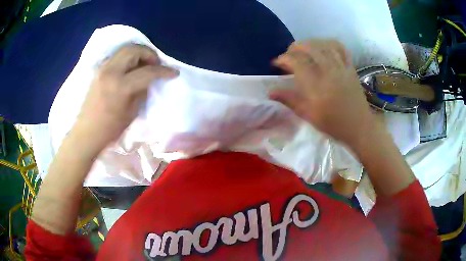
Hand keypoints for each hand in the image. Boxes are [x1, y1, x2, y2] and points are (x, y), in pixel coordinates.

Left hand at [73, 44, 178, 154]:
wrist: (86, 132)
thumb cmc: (109, 128)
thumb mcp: (131, 113)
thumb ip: (141, 91)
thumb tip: (148, 80)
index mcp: (121, 86)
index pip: (147, 71)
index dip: (163, 71)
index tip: (174, 72)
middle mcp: (110, 71)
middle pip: (134, 50)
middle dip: (149, 53)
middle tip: (156, 64)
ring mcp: (102, 68)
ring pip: (124, 49)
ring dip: (138, 53)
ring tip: (144, 64)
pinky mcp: (98, 70)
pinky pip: (116, 56)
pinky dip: (127, 57)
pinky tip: (130, 68)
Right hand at [269, 40, 375, 146]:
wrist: (359, 127)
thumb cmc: (333, 124)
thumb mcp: (309, 115)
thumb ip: (290, 100)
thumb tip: (270, 92)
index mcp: (317, 85)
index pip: (296, 62)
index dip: (283, 59)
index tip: (276, 64)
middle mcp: (329, 71)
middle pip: (309, 47)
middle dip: (295, 47)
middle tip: (289, 55)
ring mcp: (341, 67)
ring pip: (324, 44)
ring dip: (311, 43)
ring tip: (304, 49)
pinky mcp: (350, 68)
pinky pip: (341, 48)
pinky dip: (329, 44)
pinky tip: (324, 47)